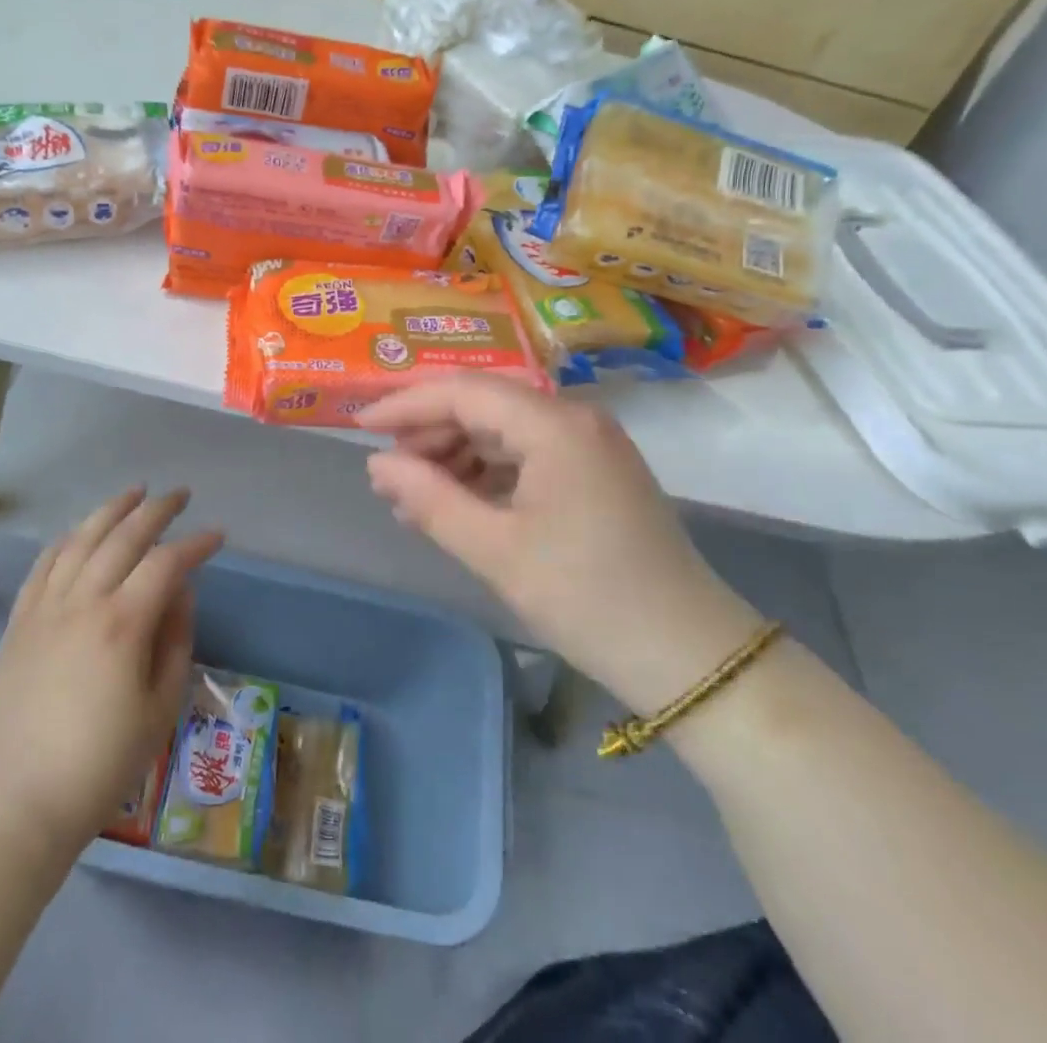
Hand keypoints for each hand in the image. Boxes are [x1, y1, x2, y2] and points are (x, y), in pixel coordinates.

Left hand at [0, 487, 221, 858]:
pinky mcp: (19, 623)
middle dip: (157, 510)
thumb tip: (180, 591)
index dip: (196, 544)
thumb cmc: (105, 761)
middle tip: (180, 495)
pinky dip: (67, 539)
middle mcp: (82, 603)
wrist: (23, 802)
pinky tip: (81, 531)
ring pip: (80, 539)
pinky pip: (44, 565)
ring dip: (111, 510)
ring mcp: (44, 610)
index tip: (217, 536)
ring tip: (135, 492)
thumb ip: (176, 638)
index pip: (167, 563)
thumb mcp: (162, 705)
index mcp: (122, 624)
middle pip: (123, 537)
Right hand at [358, 377, 762, 713]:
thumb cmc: (586, 598)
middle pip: (485, 405)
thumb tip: (377, 464)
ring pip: (504, 430)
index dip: (406, 403)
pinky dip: (487, 474)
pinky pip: (527, 455)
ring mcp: (590, 444)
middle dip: (430, 432)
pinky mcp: (595, 472)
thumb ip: (429, 499)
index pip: (464, 391)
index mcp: (555, 425)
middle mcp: (575, 418)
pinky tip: (457, 503)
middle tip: (387, 473)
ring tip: (413, 497)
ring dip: (456, 455)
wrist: (687, 655)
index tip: (359, 425)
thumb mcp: (496, 550)